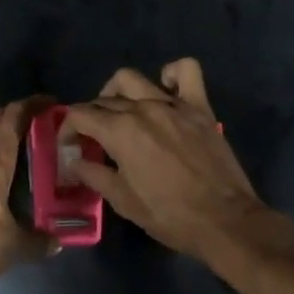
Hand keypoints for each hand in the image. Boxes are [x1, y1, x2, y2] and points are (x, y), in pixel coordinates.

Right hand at [62, 59, 280, 265]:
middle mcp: (143, 109)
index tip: (70, 148)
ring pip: (133, 79)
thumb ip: (94, 175)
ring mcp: (173, 105)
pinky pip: (186, 71)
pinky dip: (171, 74)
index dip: (67, 129)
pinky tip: (165, 90)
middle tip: (94, 142)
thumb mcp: (123, 201)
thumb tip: (75, 161)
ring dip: (118, 92)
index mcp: (120, 131)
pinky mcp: (199, 107)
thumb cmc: (170, 216)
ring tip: (121, 113)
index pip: (79, 115)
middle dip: (90, 118)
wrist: (226, 222)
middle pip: (104, 100)